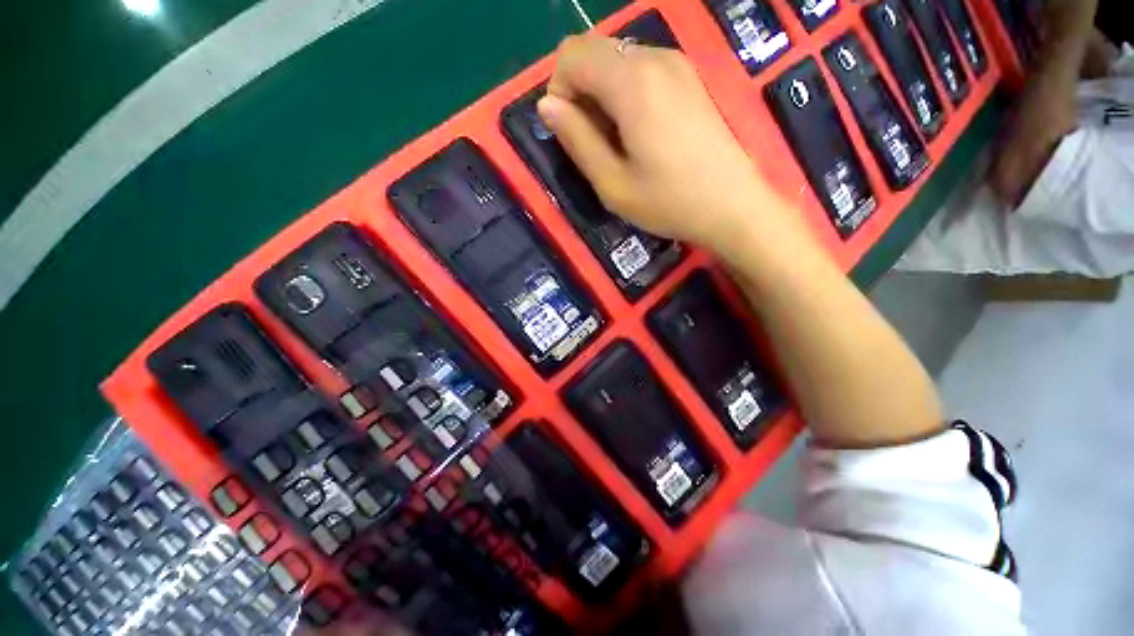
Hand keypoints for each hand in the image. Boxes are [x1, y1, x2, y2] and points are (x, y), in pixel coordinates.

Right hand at [537, 35, 771, 249]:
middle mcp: (654, 58)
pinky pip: (642, 70)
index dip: (559, 92)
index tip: (571, 134)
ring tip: (618, 142)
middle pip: (594, 52)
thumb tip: (547, 106)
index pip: (571, 55)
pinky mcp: (689, 78)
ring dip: (603, 95)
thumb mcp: (612, 183)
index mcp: (631, 81)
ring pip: (617, 60)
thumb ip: (576, 140)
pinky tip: (640, 132)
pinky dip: (626, 94)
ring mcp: (677, 64)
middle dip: (579, 92)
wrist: (732, 205)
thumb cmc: (669, 201)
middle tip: (594, 141)